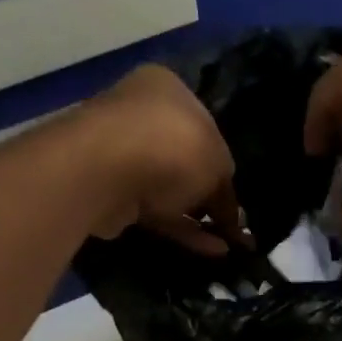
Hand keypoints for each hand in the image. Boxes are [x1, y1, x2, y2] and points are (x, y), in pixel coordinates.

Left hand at [83, 65, 248, 256]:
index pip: (203, 126)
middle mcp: (141, 115)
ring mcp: (121, 155)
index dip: (222, 162)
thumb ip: (226, 188)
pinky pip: (154, 212)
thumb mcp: (219, 164)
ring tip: (229, 244)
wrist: (106, 171)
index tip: (235, 192)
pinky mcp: (111, 194)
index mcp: (168, 90)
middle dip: (209, 194)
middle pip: (184, 160)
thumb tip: (231, 213)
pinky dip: (182, 230)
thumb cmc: (173, 147)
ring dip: (198, 217)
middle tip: (233, 223)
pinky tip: (211, 250)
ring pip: (168, 190)